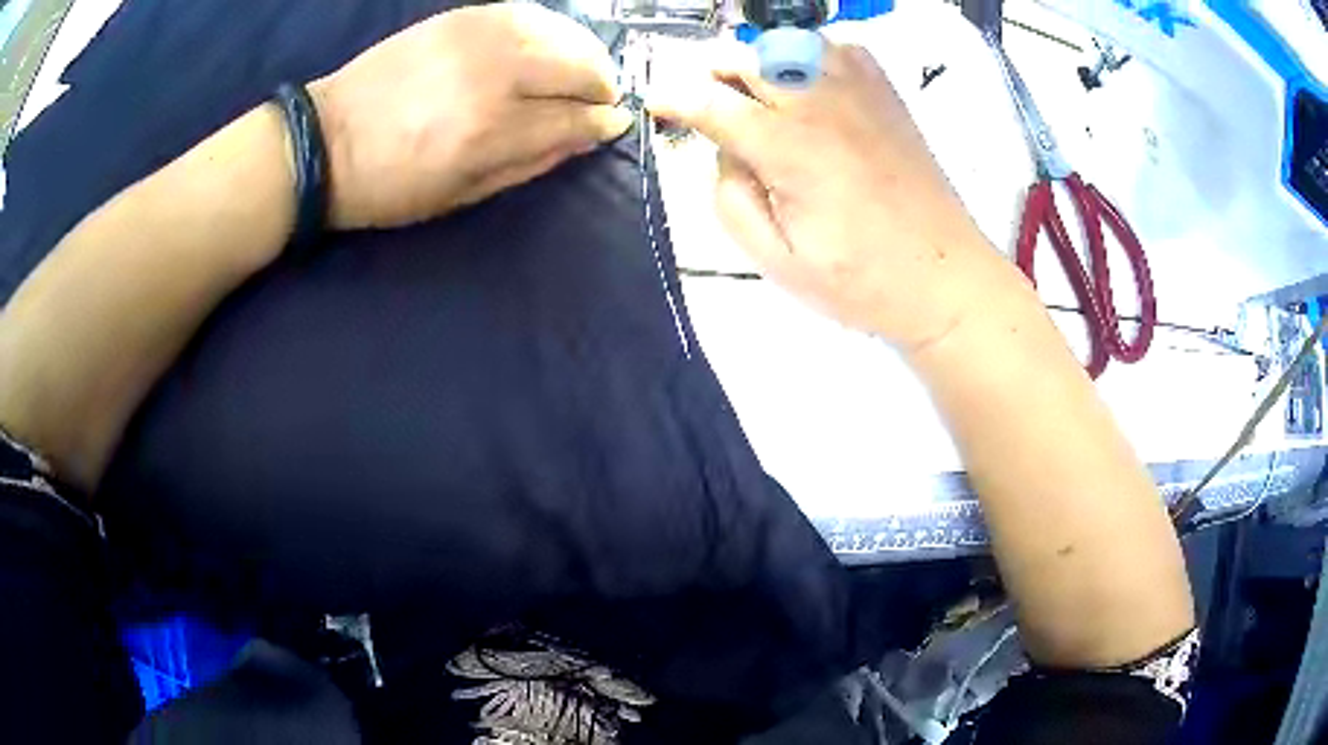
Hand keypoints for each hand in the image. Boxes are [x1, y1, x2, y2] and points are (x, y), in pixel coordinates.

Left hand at [310, 4, 632, 229]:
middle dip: (602, 85)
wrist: (325, 140)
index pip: (575, 119)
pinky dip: (551, 28)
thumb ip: (529, 164)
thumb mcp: (460, 195)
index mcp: (491, 132)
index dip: (603, 123)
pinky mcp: (460, 18)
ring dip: (584, 53)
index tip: (615, 124)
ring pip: (560, 34)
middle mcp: (494, 76)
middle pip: (579, 68)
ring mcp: (477, 38)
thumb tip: (582, 140)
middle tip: (604, 98)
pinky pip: (527, 13)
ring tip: (584, 69)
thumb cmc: (390, 185)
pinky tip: (551, 43)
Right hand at [647, 41, 1021, 351]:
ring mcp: (860, 91)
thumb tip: (723, 152)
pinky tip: (810, 88)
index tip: (656, 103)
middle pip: (746, 56)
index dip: (672, 97)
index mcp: (789, 148)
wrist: (947, 278)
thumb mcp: (778, 263)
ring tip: (756, 95)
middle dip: (711, 71)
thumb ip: (731, 200)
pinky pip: (836, 48)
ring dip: (759, 61)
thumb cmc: (863, 281)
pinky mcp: (887, 94)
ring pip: (788, 43)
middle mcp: (821, 103)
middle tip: (706, 102)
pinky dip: (808, 57)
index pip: (710, 101)